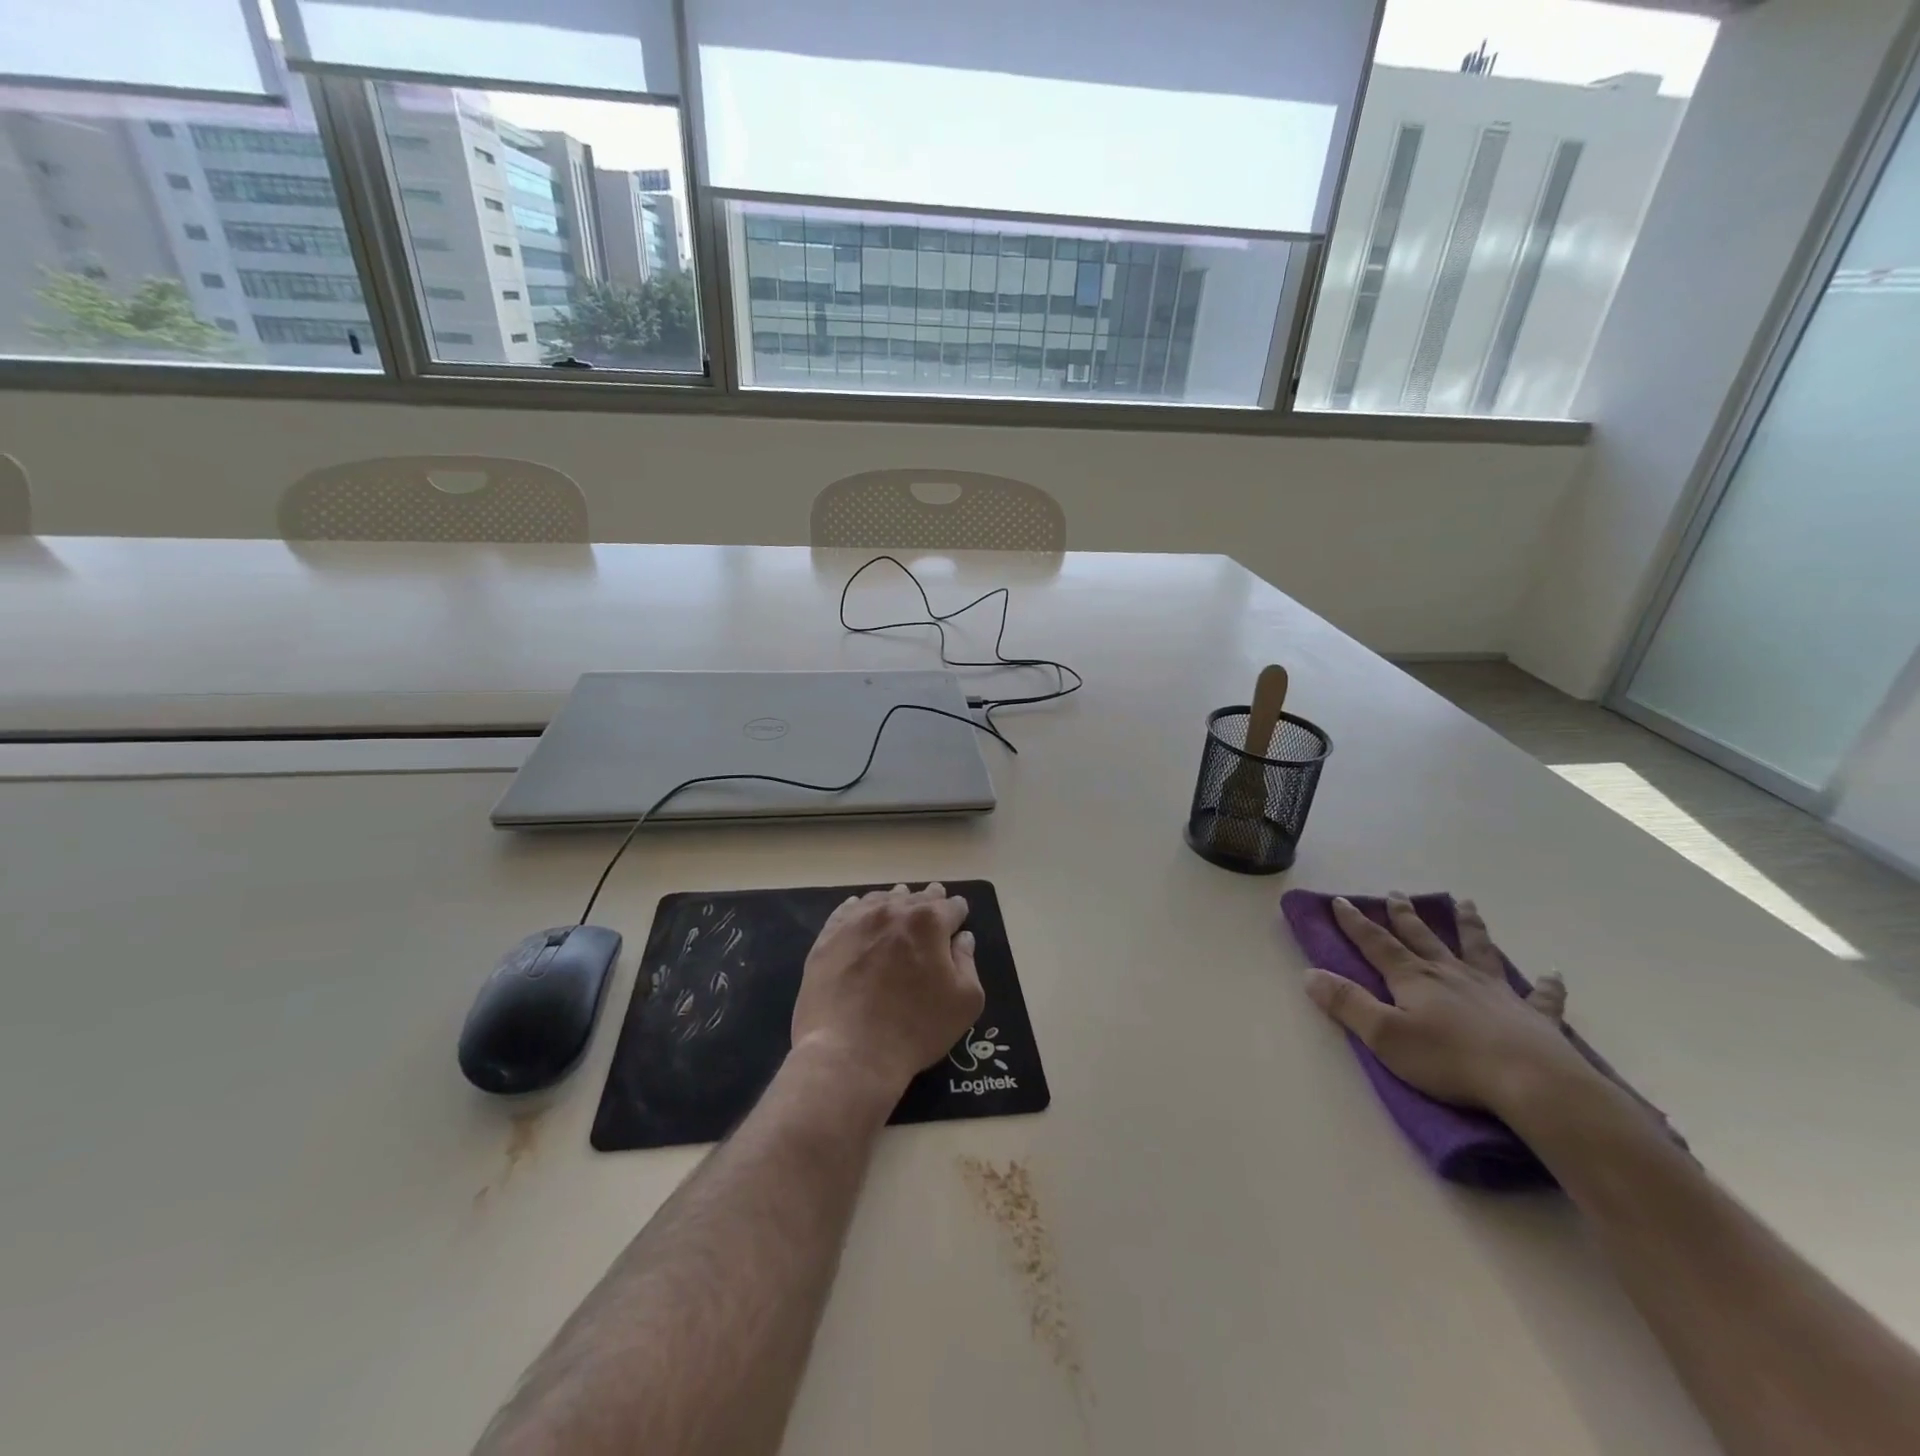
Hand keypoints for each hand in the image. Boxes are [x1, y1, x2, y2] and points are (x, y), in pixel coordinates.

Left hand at [792, 883, 983, 1097]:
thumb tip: (962, 938)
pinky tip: (861, 913)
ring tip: (899, 907)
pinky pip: (847, 911)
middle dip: (929, 901)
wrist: (850, 1052)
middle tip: (933, 904)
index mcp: (929, 922)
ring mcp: (856, 921)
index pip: (951, 906)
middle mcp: (893, 911)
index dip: (957, 912)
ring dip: (895, 903)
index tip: (958, 917)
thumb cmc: (916, 1028)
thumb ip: (967, 961)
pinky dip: (860, 909)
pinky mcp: (828, 937)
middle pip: (916, 897)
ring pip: (881, 899)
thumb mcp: (965, 1001)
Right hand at [1303, 894, 1598, 1119]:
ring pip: (1478, 951)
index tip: (1340, 901)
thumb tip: (1310, 974)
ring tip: (1467, 904)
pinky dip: (1546, 985)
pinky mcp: (1534, 1017)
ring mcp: (1496, 992)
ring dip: (1470, 927)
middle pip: (1424, 938)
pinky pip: (1542, 997)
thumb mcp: (1385, 1036)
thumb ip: (1347, 1003)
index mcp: (1414, 979)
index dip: (1356, 923)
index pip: (1377, 944)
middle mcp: (1451, 975)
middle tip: (1397, 894)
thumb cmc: (1450, 1061)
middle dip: (1406, 916)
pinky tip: (1552, 974)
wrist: (1532, 1084)